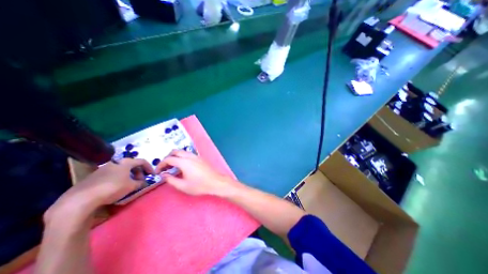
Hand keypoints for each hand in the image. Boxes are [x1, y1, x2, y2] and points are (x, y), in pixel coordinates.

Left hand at [46, 158, 152, 222]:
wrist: (81, 199)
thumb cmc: (113, 188)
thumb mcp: (132, 186)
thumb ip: (141, 183)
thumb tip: (144, 182)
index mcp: (126, 162)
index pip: (142, 161)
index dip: (149, 167)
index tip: (152, 175)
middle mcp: (115, 163)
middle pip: (132, 165)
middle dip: (139, 172)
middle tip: (141, 181)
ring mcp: (103, 169)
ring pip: (121, 170)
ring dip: (129, 175)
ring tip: (130, 185)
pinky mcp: (94, 176)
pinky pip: (112, 174)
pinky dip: (119, 178)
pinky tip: (117, 187)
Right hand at [155, 150, 239, 196]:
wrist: (216, 182)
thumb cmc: (199, 185)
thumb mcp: (183, 186)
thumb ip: (171, 179)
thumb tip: (164, 174)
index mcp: (184, 162)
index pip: (168, 159)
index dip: (160, 164)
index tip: (157, 171)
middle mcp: (190, 156)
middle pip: (175, 152)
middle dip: (167, 158)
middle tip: (164, 168)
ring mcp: (196, 156)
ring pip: (183, 152)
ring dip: (175, 157)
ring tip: (172, 167)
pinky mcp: (201, 158)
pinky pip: (188, 154)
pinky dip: (182, 157)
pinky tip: (183, 166)